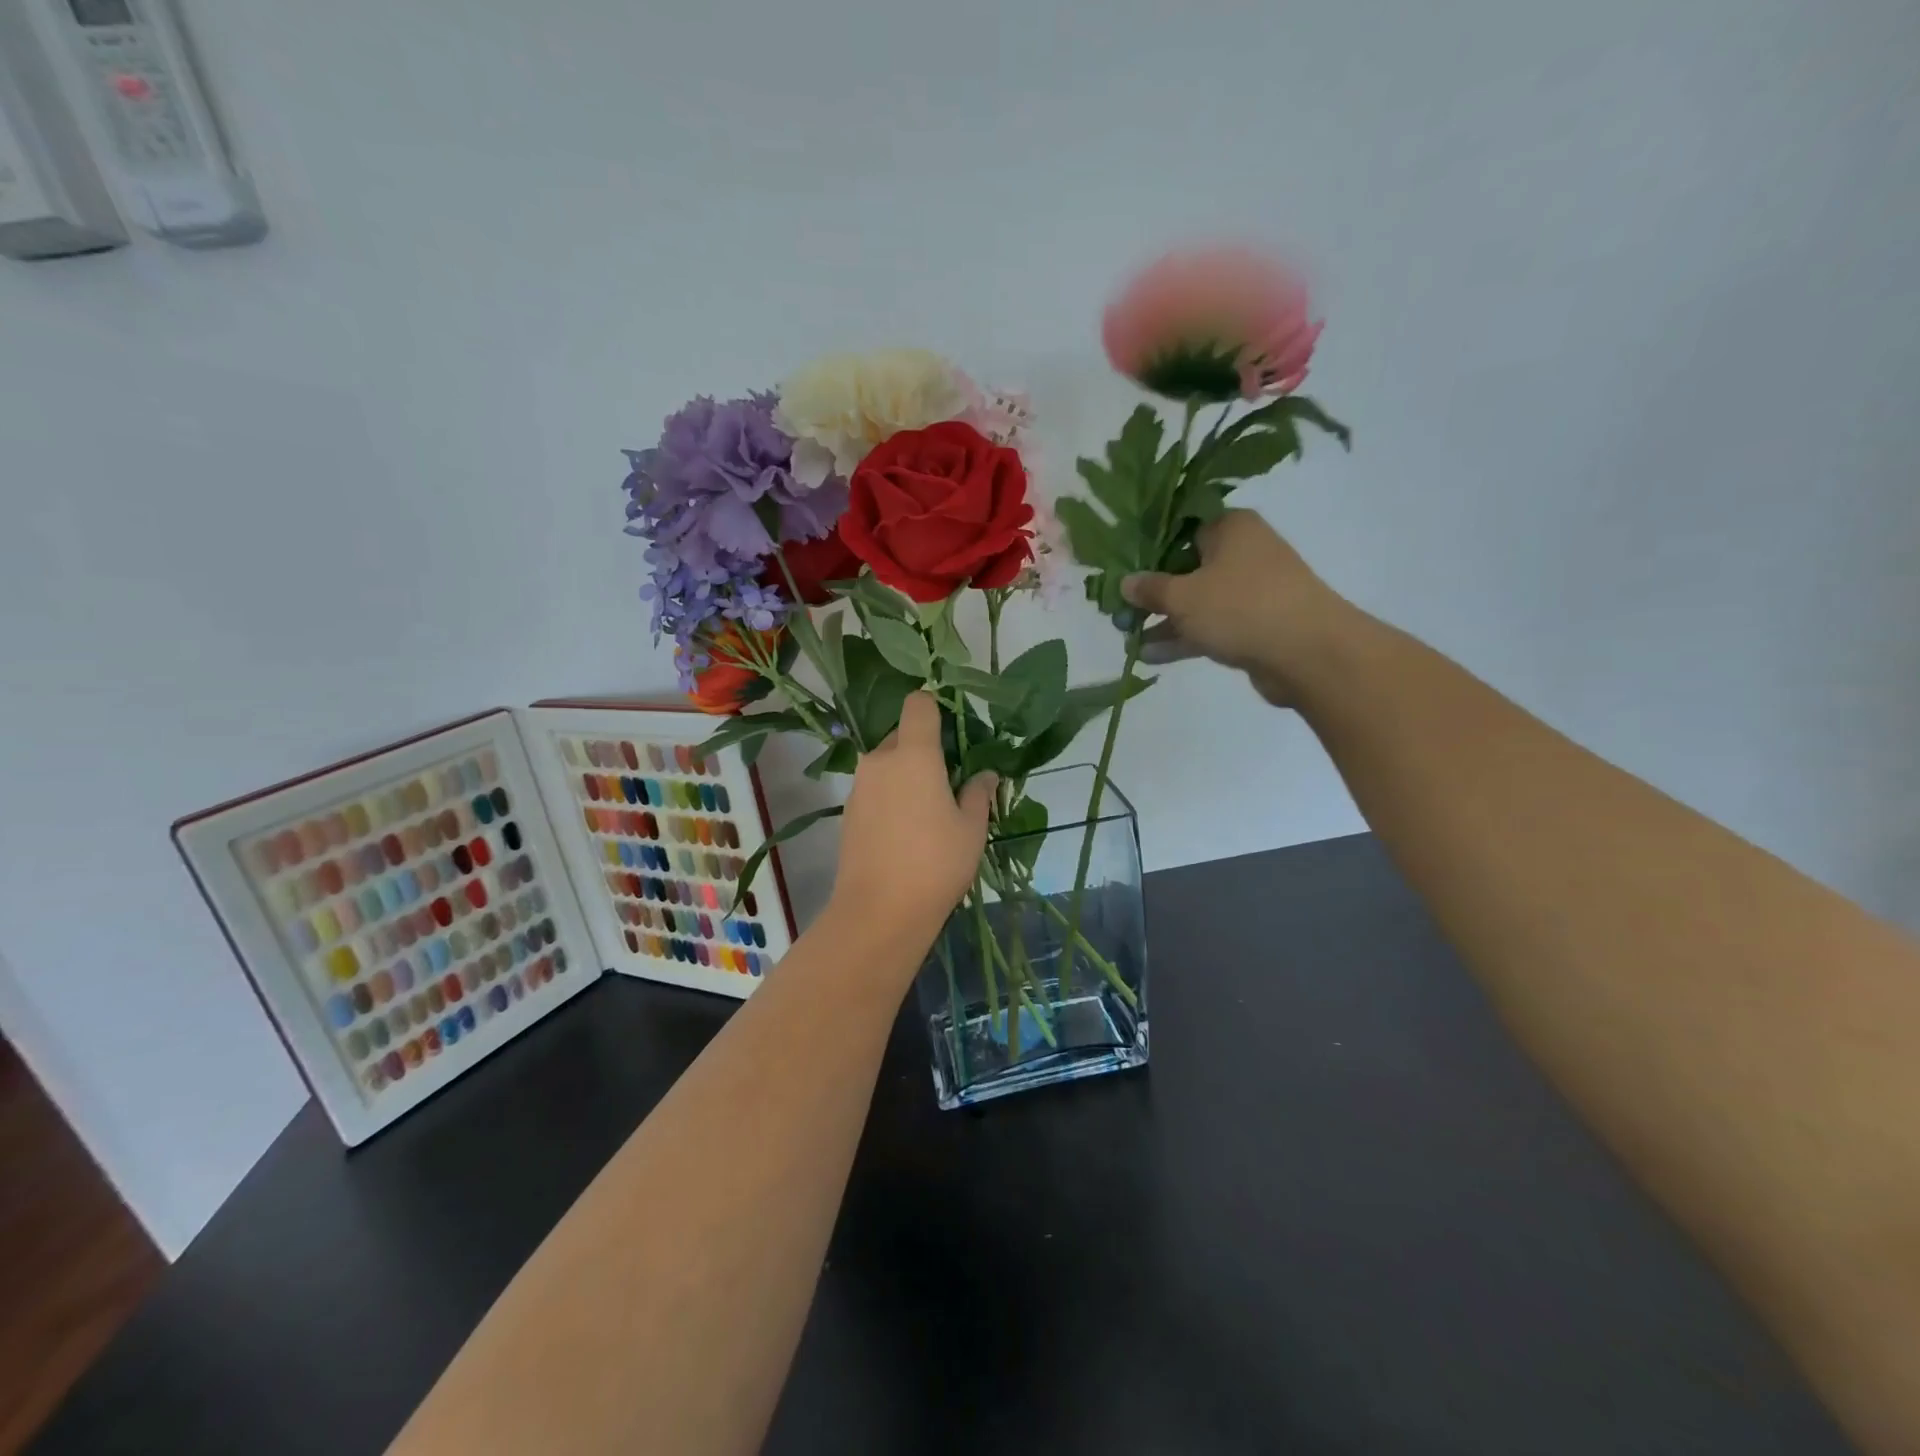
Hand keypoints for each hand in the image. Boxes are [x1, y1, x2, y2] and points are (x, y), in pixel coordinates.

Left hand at [828, 693, 996, 948]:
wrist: (879, 911)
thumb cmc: (936, 863)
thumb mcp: (972, 829)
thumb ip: (978, 793)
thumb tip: (985, 774)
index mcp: (914, 754)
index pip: (919, 704)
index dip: (936, 708)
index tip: (954, 733)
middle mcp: (881, 760)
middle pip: (902, 735)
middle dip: (924, 748)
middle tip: (948, 781)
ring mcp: (859, 786)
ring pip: (887, 763)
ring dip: (906, 773)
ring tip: (929, 810)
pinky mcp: (848, 811)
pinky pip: (875, 788)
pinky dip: (891, 795)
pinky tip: (906, 830)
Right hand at [1122, 509, 1351, 707]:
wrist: (1308, 653)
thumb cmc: (1241, 607)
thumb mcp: (1183, 596)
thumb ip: (1151, 588)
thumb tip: (1125, 582)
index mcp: (1230, 527)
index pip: (1181, 525)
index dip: (1148, 545)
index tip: (1120, 563)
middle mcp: (1243, 552)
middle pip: (1186, 566)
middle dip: (1152, 589)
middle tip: (1118, 604)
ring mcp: (1250, 590)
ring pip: (1197, 600)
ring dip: (1164, 619)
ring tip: (1127, 635)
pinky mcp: (1254, 624)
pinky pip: (1210, 626)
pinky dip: (1184, 637)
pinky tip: (1150, 655)